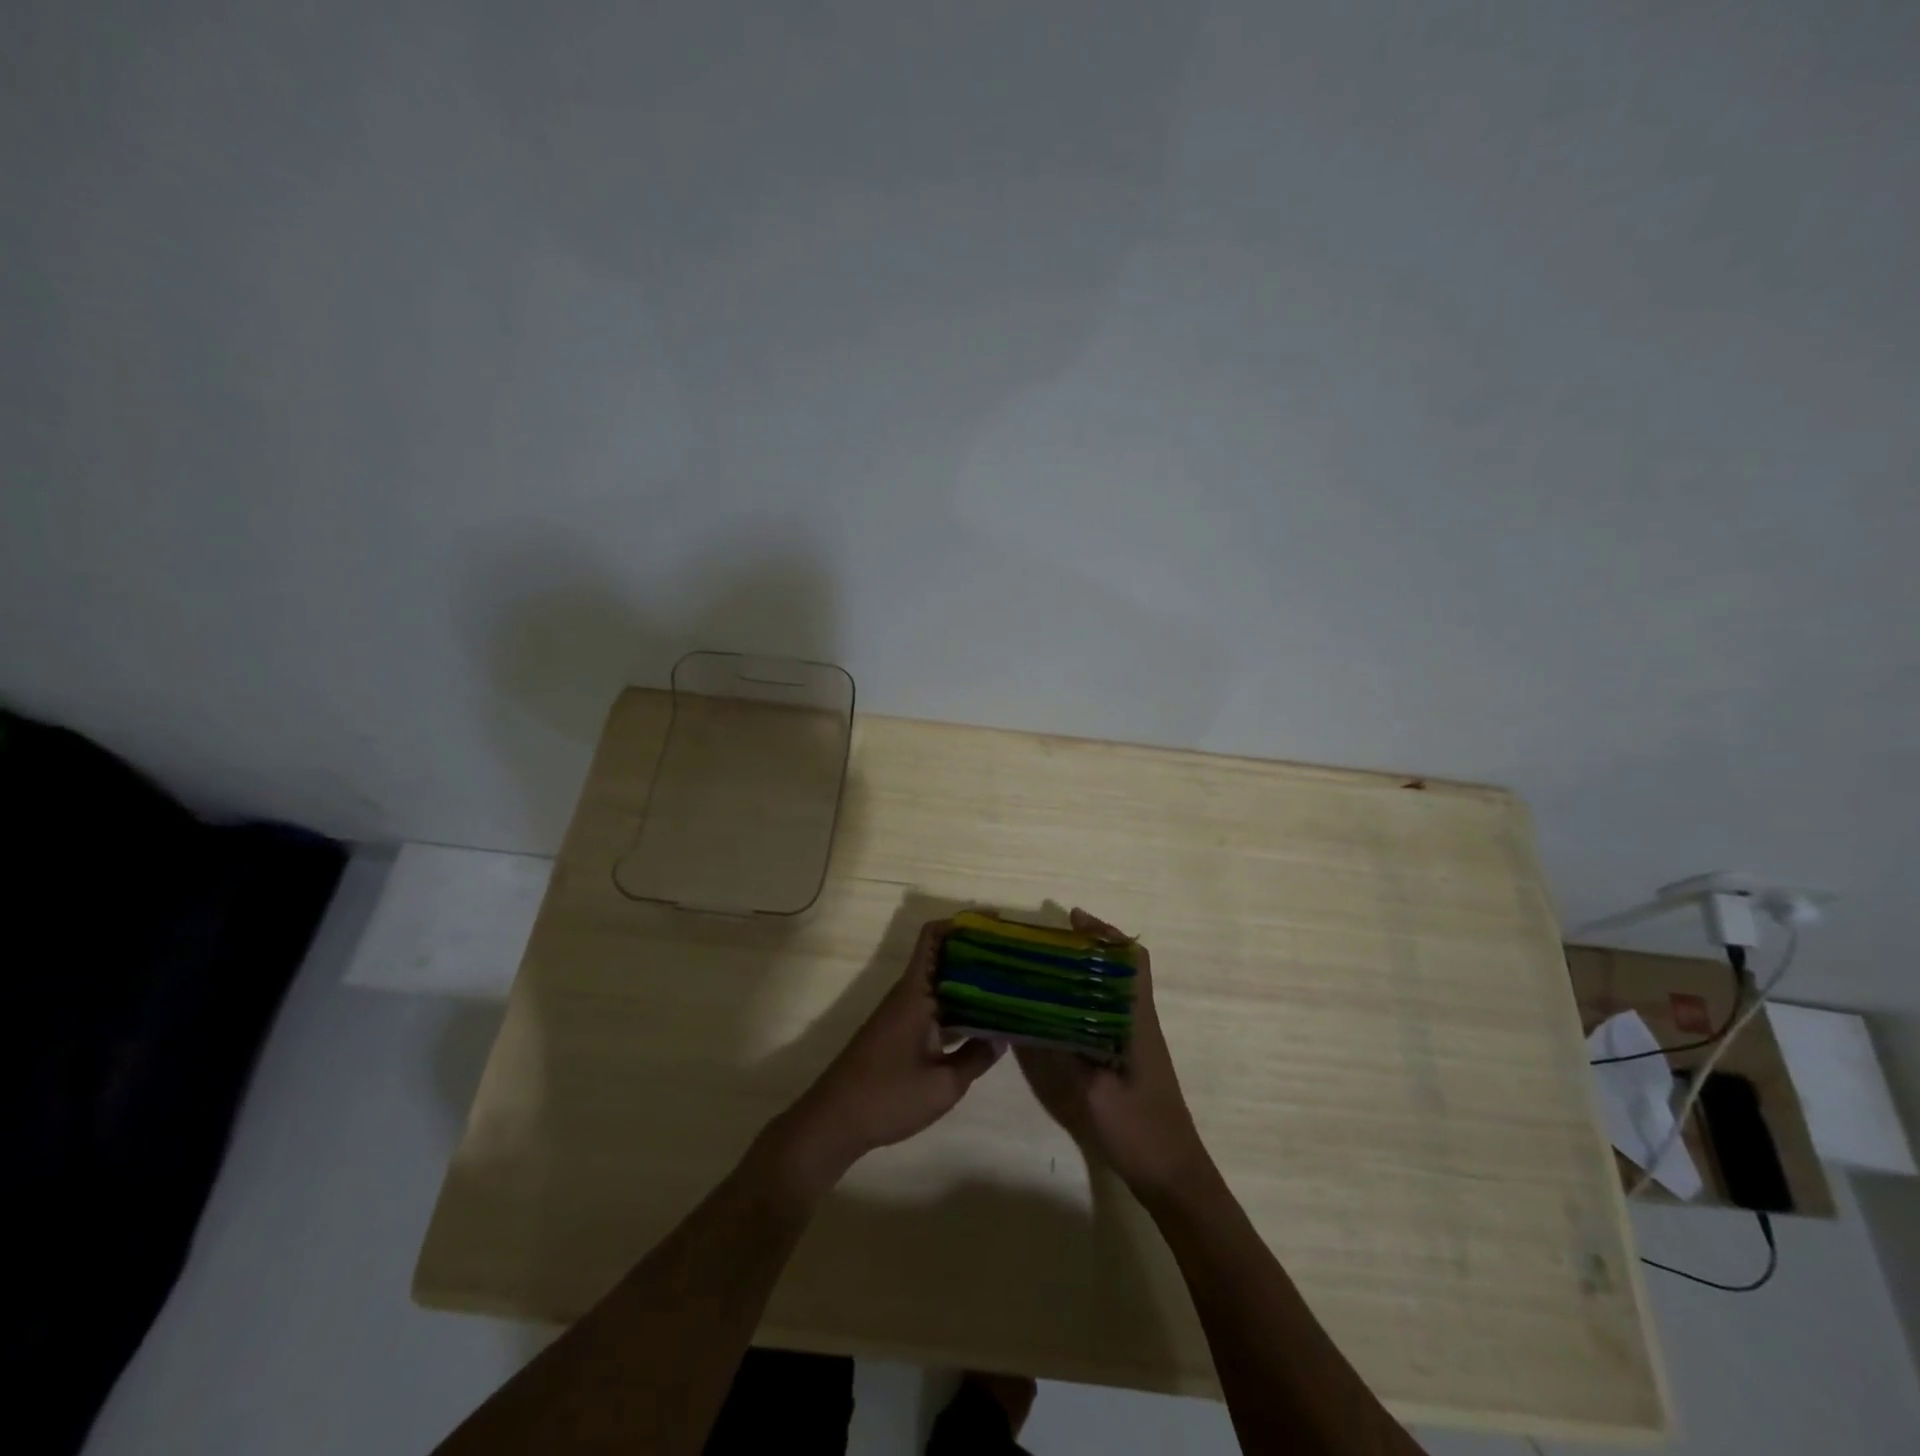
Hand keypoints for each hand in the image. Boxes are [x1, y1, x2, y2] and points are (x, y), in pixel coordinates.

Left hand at [769, 919, 1000, 1196]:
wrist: (834, 1122)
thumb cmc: (888, 1097)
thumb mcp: (943, 1084)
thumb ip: (976, 1057)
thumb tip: (1002, 1036)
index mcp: (915, 992)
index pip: (934, 937)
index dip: (962, 923)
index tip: (996, 925)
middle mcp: (908, 994)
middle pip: (943, 957)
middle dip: (976, 953)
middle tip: (1015, 958)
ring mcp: (902, 1014)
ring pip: (940, 983)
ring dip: (970, 981)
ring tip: (1009, 986)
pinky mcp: (900, 1033)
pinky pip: (935, 1006)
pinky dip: (959, 1006)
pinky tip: (983, 1023)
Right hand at [1015, 909, 1209, 1198]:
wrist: (1173, 1176)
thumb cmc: (1138, 1131)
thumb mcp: (1093, 1092)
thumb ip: (1063, 1051)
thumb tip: (1030, 1015)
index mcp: (1137, 1021)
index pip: (1132, 961)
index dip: (1106, 934)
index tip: (1073, 920)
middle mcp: (1139, 1022)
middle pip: (1120, 968)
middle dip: (1088, 947)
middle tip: (1046, 942)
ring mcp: (1135, 1040)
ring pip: (1112, 990)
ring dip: (1085, 972)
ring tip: (1044, 967)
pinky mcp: (1128, 1058)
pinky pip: (1105, 1013)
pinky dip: (1083, 1000)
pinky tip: (1055, 1011)